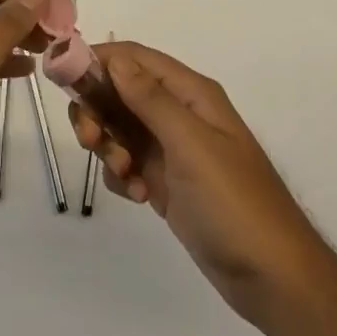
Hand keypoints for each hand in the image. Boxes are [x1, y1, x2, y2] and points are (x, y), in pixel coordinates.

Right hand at [70, 41, 333, 328]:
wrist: (273, 278)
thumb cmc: (234, 203)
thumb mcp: (190, 144)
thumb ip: (149, 98)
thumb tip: (114, 56)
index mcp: (191, 93)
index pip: (134, 58)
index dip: (98, 61)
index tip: (63, 79)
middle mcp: (180, 113)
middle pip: (120, 92)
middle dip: (98, 111)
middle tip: (90, 141)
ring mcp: (173, 149)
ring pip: (120, 128)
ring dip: (110, 147)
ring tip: (127, 177)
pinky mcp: (167, 182)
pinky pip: (128, 163)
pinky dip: (124, 176)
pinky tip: (140, 197)